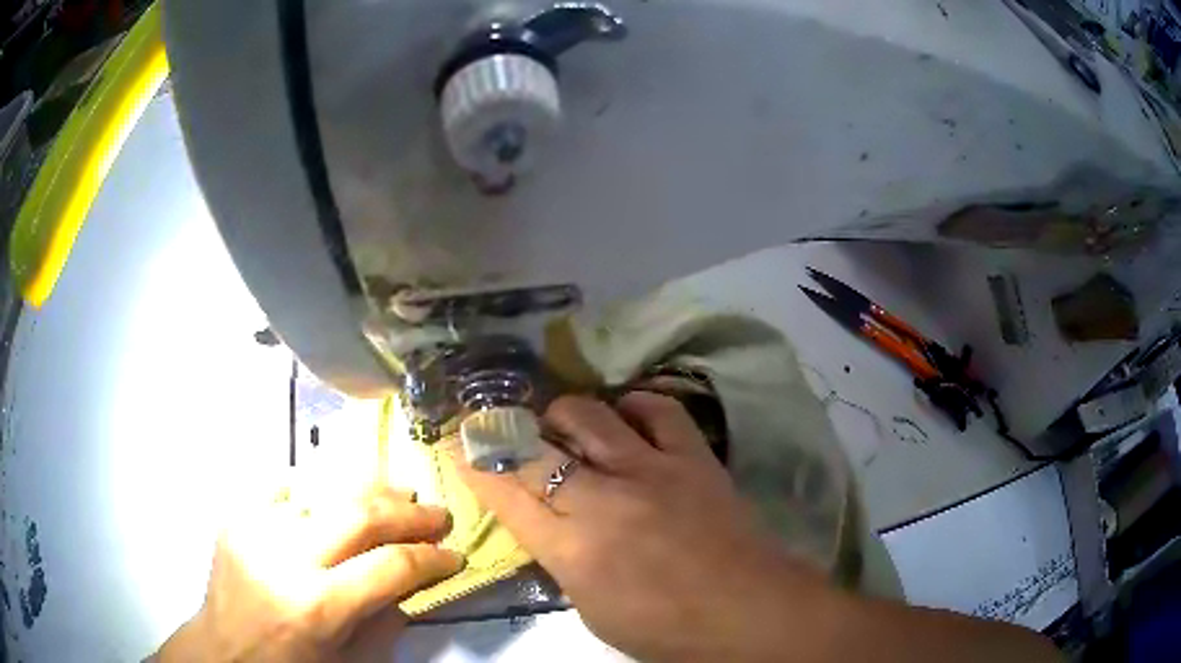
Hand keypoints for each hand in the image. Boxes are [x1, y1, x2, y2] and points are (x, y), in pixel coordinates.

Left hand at [156, 486, 463, 661]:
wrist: (223, 651)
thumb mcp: (349, 662)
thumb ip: (384, 622)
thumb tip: (410, 583)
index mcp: (317, 605)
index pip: (390, 567)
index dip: (431, 558)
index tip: (455, 555)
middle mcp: (285, 557)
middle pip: (359, 515)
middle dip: (408, 513)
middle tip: (438, 514)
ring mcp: (256, 528)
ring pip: (323, 489)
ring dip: (369, 490)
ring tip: (399, 492)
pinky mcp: (237, 516)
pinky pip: (284, 488)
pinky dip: (317, 489)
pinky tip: (335, 497)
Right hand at [461, 393, 831, 661]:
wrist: (749, 612)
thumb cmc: (666, 629)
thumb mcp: (592, 608)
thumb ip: (562, 560)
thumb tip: (547, 522)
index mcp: (572, 549)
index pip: (504, 493)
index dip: (474, 463)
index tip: (458, 443)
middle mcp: (603, 500)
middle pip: (536, 447)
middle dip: (508, 432)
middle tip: (507, 431)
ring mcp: (651, 471)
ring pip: (589, 414)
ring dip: (566, 415)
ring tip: (567, 427)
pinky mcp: (694, 458)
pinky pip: (658, 409)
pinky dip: (634, 407)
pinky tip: (628, 417)